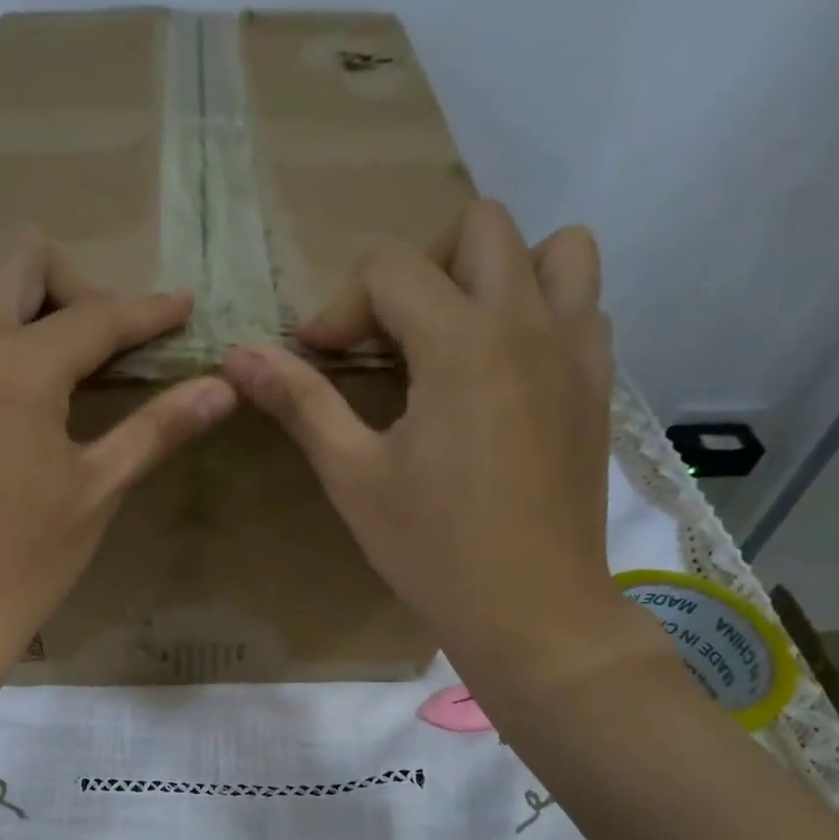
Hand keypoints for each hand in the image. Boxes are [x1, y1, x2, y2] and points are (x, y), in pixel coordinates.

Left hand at [0, 228, 236, 676]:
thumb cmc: (28, 560)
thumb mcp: (99, 491)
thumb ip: (158, 428)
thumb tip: (224, 386)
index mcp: (22, 367)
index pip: (98, 315)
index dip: (149, 310)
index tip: (181, 307)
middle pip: (15, 253)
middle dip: (66, 281)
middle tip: (87, 340)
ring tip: (16, 342)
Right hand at [220, 200, 660, 710]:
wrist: (531, 610)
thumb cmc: (432, 550)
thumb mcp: (354, 478)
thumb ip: (302, 404)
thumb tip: (239, 355)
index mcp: (461, 342)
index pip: (390, 269)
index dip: (340, 307)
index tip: (317, 359)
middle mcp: (529, 322)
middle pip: (480, 229)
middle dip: (419, 269)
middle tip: (390, 339)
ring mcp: (577, 351)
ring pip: (555, 250)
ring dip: (498, 274)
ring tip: (459, 340)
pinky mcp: (598, 387)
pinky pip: (583, 307)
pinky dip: (541, 314)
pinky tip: (504, 377)